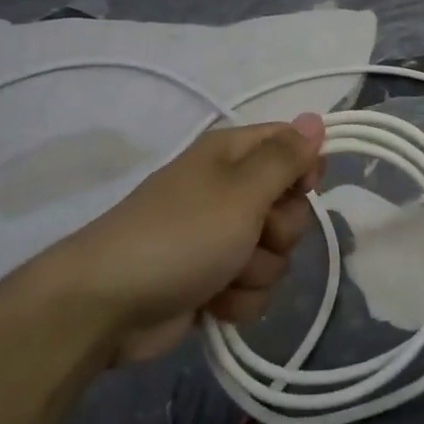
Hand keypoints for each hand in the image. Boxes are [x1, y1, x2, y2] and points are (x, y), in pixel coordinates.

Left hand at [31, 114, 324, 362]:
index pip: (291, 145)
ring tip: (223, 274)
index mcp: (231, 156)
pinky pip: (254, 288)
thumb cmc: (181, 235)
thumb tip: (315, 118)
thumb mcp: (242, 190)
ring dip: (257, 271)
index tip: (300, 189)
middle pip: (290, 206)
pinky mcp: (213, 281)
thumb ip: (285, 157)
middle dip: (280, 230)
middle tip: (253, 235)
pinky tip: (213, 302)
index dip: (304, 168)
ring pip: (276, 254)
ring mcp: (220, 238)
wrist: (108, 304)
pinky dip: (238, 298)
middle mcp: (229, 191)